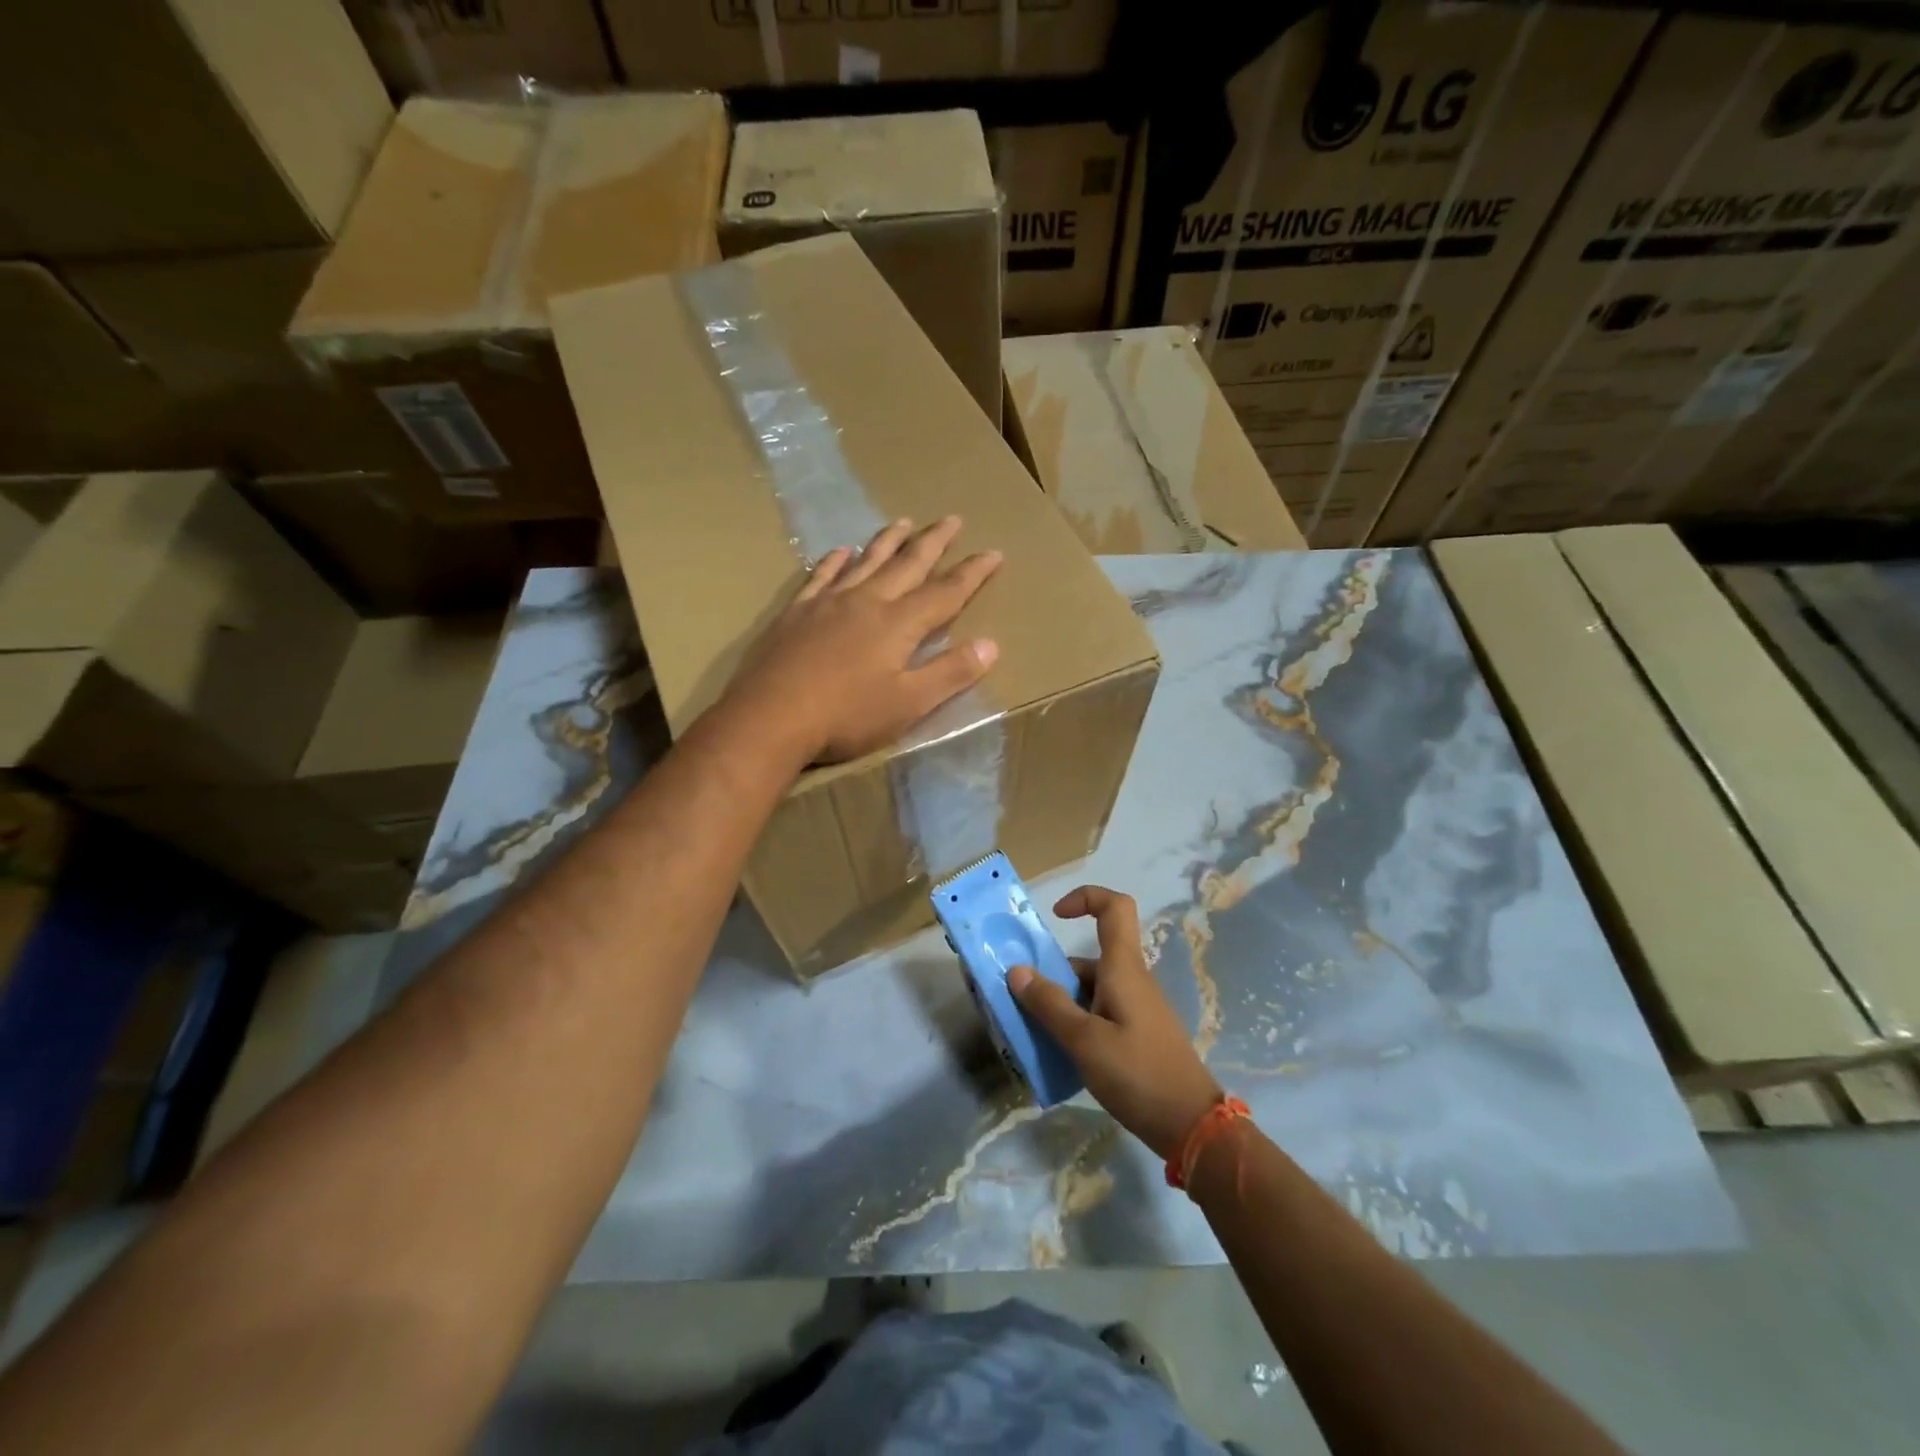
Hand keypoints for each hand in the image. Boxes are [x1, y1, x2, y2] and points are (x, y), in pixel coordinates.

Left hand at [725, 517, 1001, 764]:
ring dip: (888, 541)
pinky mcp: (797, 612)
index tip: (993, 552)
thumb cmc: (847, 716)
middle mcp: (867, 601)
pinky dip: (834, 561)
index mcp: (898, 624)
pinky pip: (821, 576)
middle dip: (933, 542)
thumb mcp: (909, 704)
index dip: (972, 573)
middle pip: (907, 565)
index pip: (946, 592)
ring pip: (865, 561)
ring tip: (904, 522)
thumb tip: (991, 645)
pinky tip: (841, 551)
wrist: (770, 718)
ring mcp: (828, 603)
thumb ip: (950, 673)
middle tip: (952, 518)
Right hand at [1008, 887, 1223, 1159]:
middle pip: (1090, 957)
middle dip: (1053, 973)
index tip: (1055, 917)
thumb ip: (1049, 1004)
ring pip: (1091, 989)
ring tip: (1031, 1032)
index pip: (1114, 907)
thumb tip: (1016, 970)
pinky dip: (1076, 1022)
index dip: (1085, 898)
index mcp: (1123, 968)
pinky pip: (1100, 1013)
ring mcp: (1136, 1008)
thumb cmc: (1138, 1074)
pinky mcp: (1137, 1034)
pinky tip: (1059, 1053)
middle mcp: (1131, 980)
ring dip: (1061, 1003)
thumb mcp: (1084, 1040)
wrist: (1191, 1126)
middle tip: (1020, 1000)